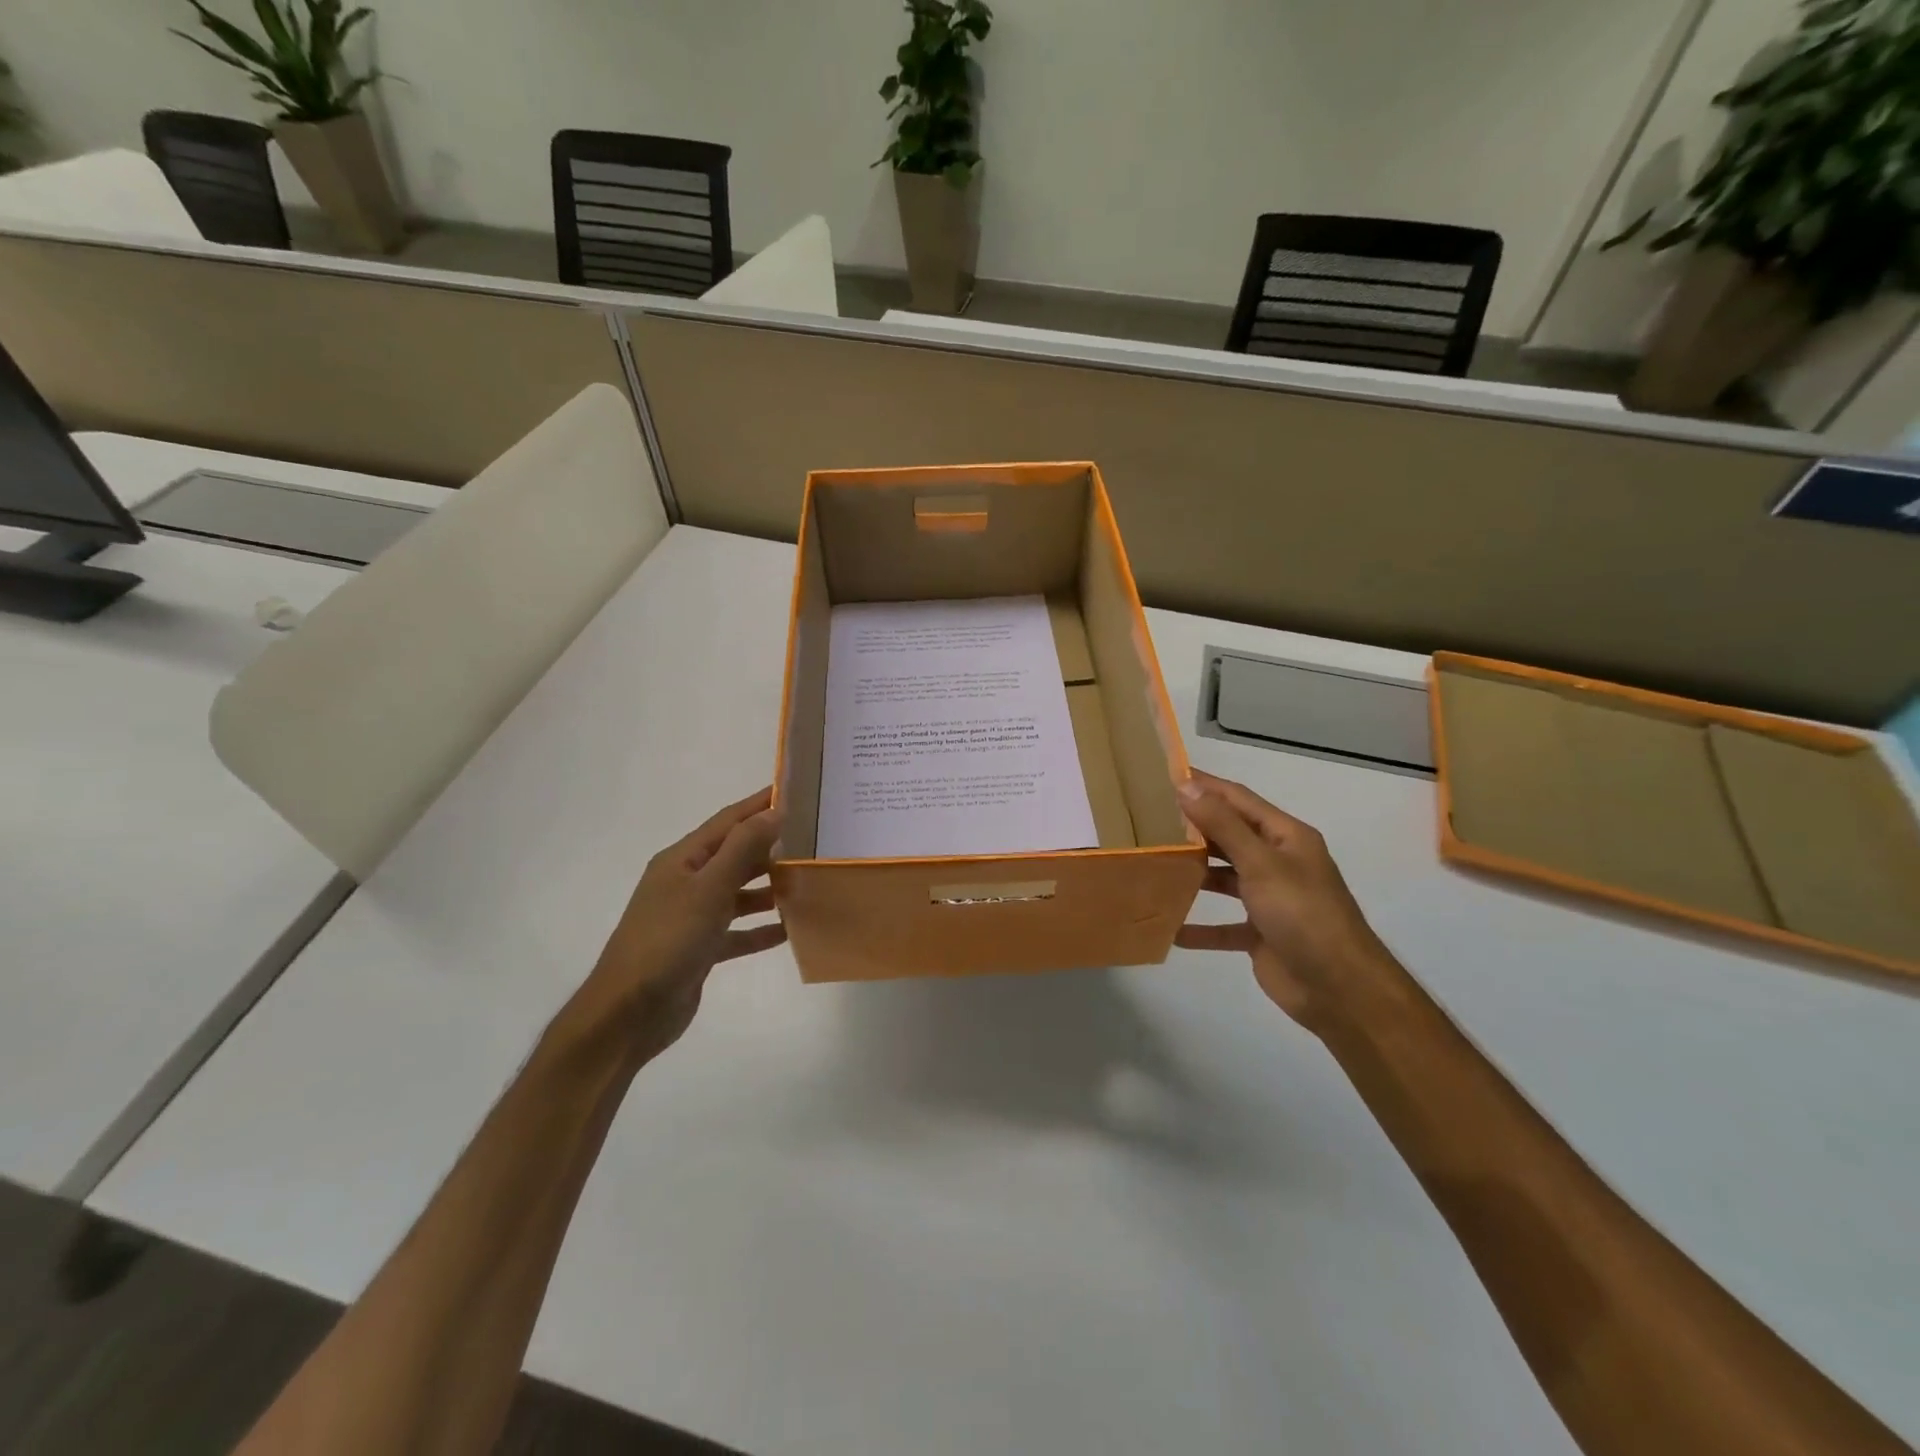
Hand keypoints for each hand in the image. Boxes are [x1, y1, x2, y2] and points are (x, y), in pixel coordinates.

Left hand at [571, 788, 785, 1060]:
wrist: (629, 1013)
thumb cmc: (668, 940)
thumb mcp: (709, 889)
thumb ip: (742, 849)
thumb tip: (773, 812)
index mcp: (682, 860)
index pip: (728, 821)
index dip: (759, 805)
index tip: (794, 790)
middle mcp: (686, 883)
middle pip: (735, 856)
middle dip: (771, 847)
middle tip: (813, 839)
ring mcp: (692, 917)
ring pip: (738, 894)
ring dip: (769, 889)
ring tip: (807, 882)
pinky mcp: (700, 950)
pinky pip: (737, 932)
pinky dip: (760, 929)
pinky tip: (789, 929)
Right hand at [1174, 770, 1397, 1029]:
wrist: (1340, 989)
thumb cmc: (1303, 914)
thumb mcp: (1261, 864)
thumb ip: (1223, 826)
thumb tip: (1187, 786)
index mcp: (1286, 837)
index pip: (1238, 799)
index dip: (1204, 785)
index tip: (1164, 774)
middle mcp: (1278, 862)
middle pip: (1229, 836)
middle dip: (1192, 828)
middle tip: (1146, 819)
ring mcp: (1269, 899)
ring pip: (1223, 878)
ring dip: (1192, 873)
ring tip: (1151, 865)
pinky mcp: (1260, 934)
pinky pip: (1222, 925)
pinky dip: (1199, 926)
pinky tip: (1169, 927)